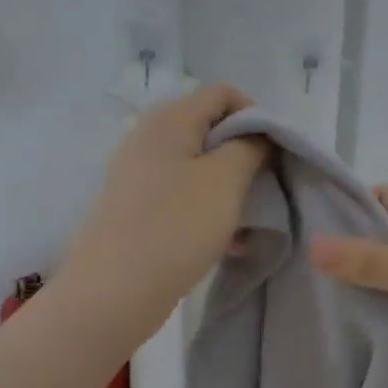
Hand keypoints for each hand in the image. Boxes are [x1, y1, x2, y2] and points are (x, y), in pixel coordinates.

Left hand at [57, 85, 267, 344]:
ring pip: (199, 167)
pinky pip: (182, 195)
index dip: (256, 115)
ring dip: (229, 187)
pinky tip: (226, 241)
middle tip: (264, 186)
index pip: (222, 93)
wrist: (112, 293)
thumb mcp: (225, 179)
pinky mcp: (136, 208)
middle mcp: (148, 138)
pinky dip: (207, 209)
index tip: (274, 152)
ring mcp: (138, 175)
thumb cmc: (175, 227)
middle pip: (210, 129)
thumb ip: (250, 145)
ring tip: (247, 221)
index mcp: (168, 120)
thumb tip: (257, 134)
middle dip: (244, 154)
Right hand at [310, 186, 387, 387]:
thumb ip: (368, 260)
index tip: (302, 217)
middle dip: (343, 256)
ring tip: (297, 299)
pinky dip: (370, 326)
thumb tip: (313, 246)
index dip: (349, 204)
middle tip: (289, 264)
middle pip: (379, 245)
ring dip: (355, 295)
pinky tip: (330, 333)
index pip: (385, 199)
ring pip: (383, 287)